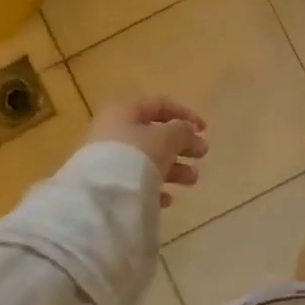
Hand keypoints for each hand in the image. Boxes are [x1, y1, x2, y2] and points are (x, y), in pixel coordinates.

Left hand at [86, 97, 208, 206]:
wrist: (100, 196)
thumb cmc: (136, 155)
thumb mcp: (167, 138)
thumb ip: (182, 130)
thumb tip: (187, 130)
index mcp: (124, 112)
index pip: (160, 105)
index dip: (185, 114)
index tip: (205, 130)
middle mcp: (113, 132)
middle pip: (155, 135)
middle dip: (183, 145)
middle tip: (202, 154)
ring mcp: (108, 160)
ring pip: (148, 160)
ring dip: (174, 168)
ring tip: (192, 180)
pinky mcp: (106, 185)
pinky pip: (136, 182)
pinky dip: (154, 187)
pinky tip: (166, 199)